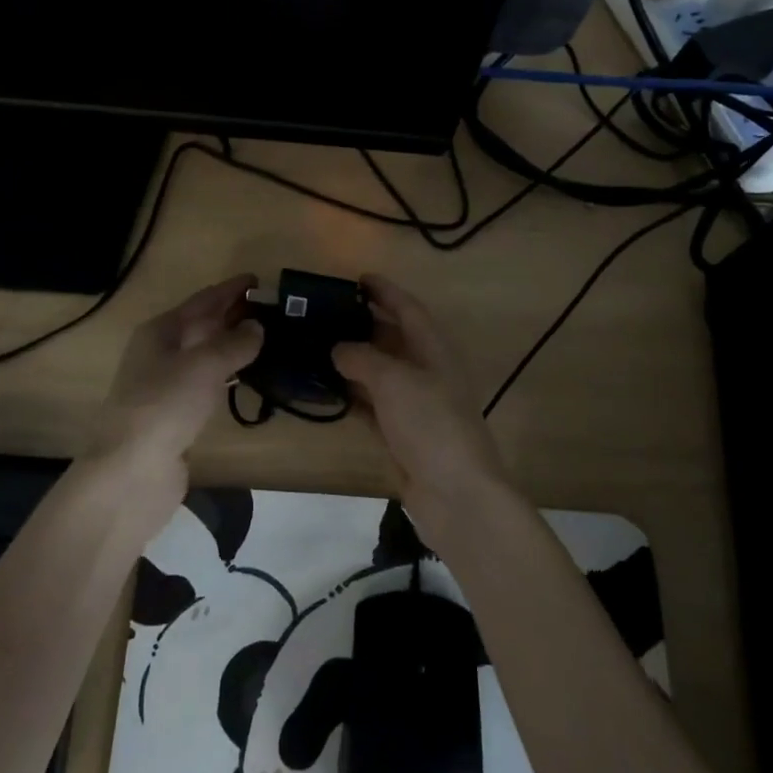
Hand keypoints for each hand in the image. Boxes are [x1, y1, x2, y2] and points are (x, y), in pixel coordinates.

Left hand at [86, 274, 263, 493]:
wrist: (131, 472)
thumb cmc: (165, 406)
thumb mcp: (204, 365)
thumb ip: (234, 343)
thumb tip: (256, 327)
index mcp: (160, 331)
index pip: (202, 301)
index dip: (230, 289)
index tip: (259, 279)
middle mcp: (160, 353)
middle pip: (201, 325)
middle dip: (233, 315)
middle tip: (271, 309)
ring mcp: (166, 385)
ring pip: (205, 355)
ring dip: (232, 345)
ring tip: (266, 339)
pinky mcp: (175, 415)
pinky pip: (207, 383)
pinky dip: (227, 375)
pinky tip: (246, 378)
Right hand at [332, 275, 507, 539]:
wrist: (456, 494)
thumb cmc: (431, 424)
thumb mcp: (395, 381)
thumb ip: (363, 358)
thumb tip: (338, 348)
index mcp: (434, 350)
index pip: (409, 309)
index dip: (386, 291)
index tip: (358, 278)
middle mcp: (426, 372)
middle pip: (392, 339)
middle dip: (362, 324)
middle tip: (324, 313)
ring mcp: (414, 406)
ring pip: (379, 373)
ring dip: (352, 360)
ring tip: (316, 346)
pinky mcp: (401, 435)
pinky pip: (372, 405)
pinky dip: (351, 396)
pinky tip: (325, 389)